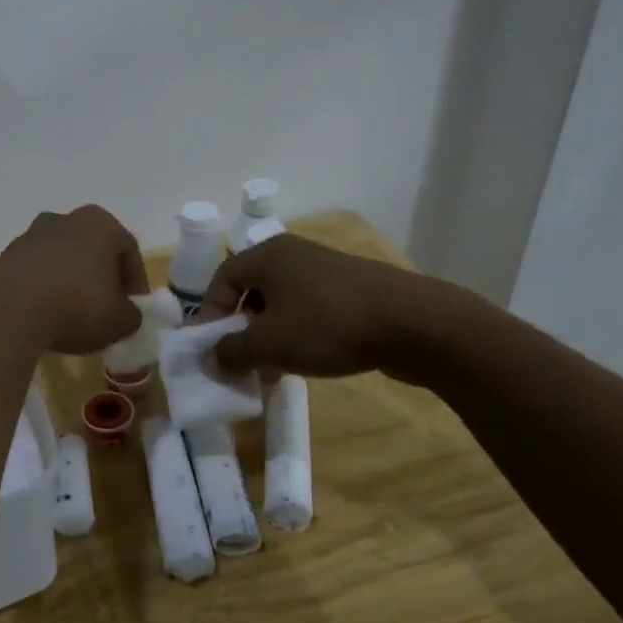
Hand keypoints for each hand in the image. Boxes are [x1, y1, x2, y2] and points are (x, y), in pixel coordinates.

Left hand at [0, 206, 149, 354]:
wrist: (13, 311)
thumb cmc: (78, 306)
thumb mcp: (120, 320)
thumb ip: (130, 315)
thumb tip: (126, 315)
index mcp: (100, 225)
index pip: (128, 250)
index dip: (134, 281)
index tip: (132, 307)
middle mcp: (63, 221)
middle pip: (88, 248)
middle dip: (97, 274)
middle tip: (102, 306)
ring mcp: (27, 237)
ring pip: (52, 254)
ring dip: (60, 276)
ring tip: (64, 311)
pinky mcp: (0, 259)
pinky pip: (16, 268)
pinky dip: (21, 280)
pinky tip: (24, 302)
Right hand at [197, 233, 452, 379]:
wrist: (413, 323)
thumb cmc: (327, 325)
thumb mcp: (270, 343)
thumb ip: (233, 351)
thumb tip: (210, 358)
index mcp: (266, 255)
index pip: (221, 279)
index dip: (210, 313)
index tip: (212, 347)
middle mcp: (292, 254)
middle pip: (251, 290)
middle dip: (241, 329)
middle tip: (241, 361)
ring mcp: (324, 269)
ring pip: (281, 303)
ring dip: (269, 336)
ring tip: (273, 369)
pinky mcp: (350, 288)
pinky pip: (309, 308)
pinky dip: (297, 332)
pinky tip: (306, 361)